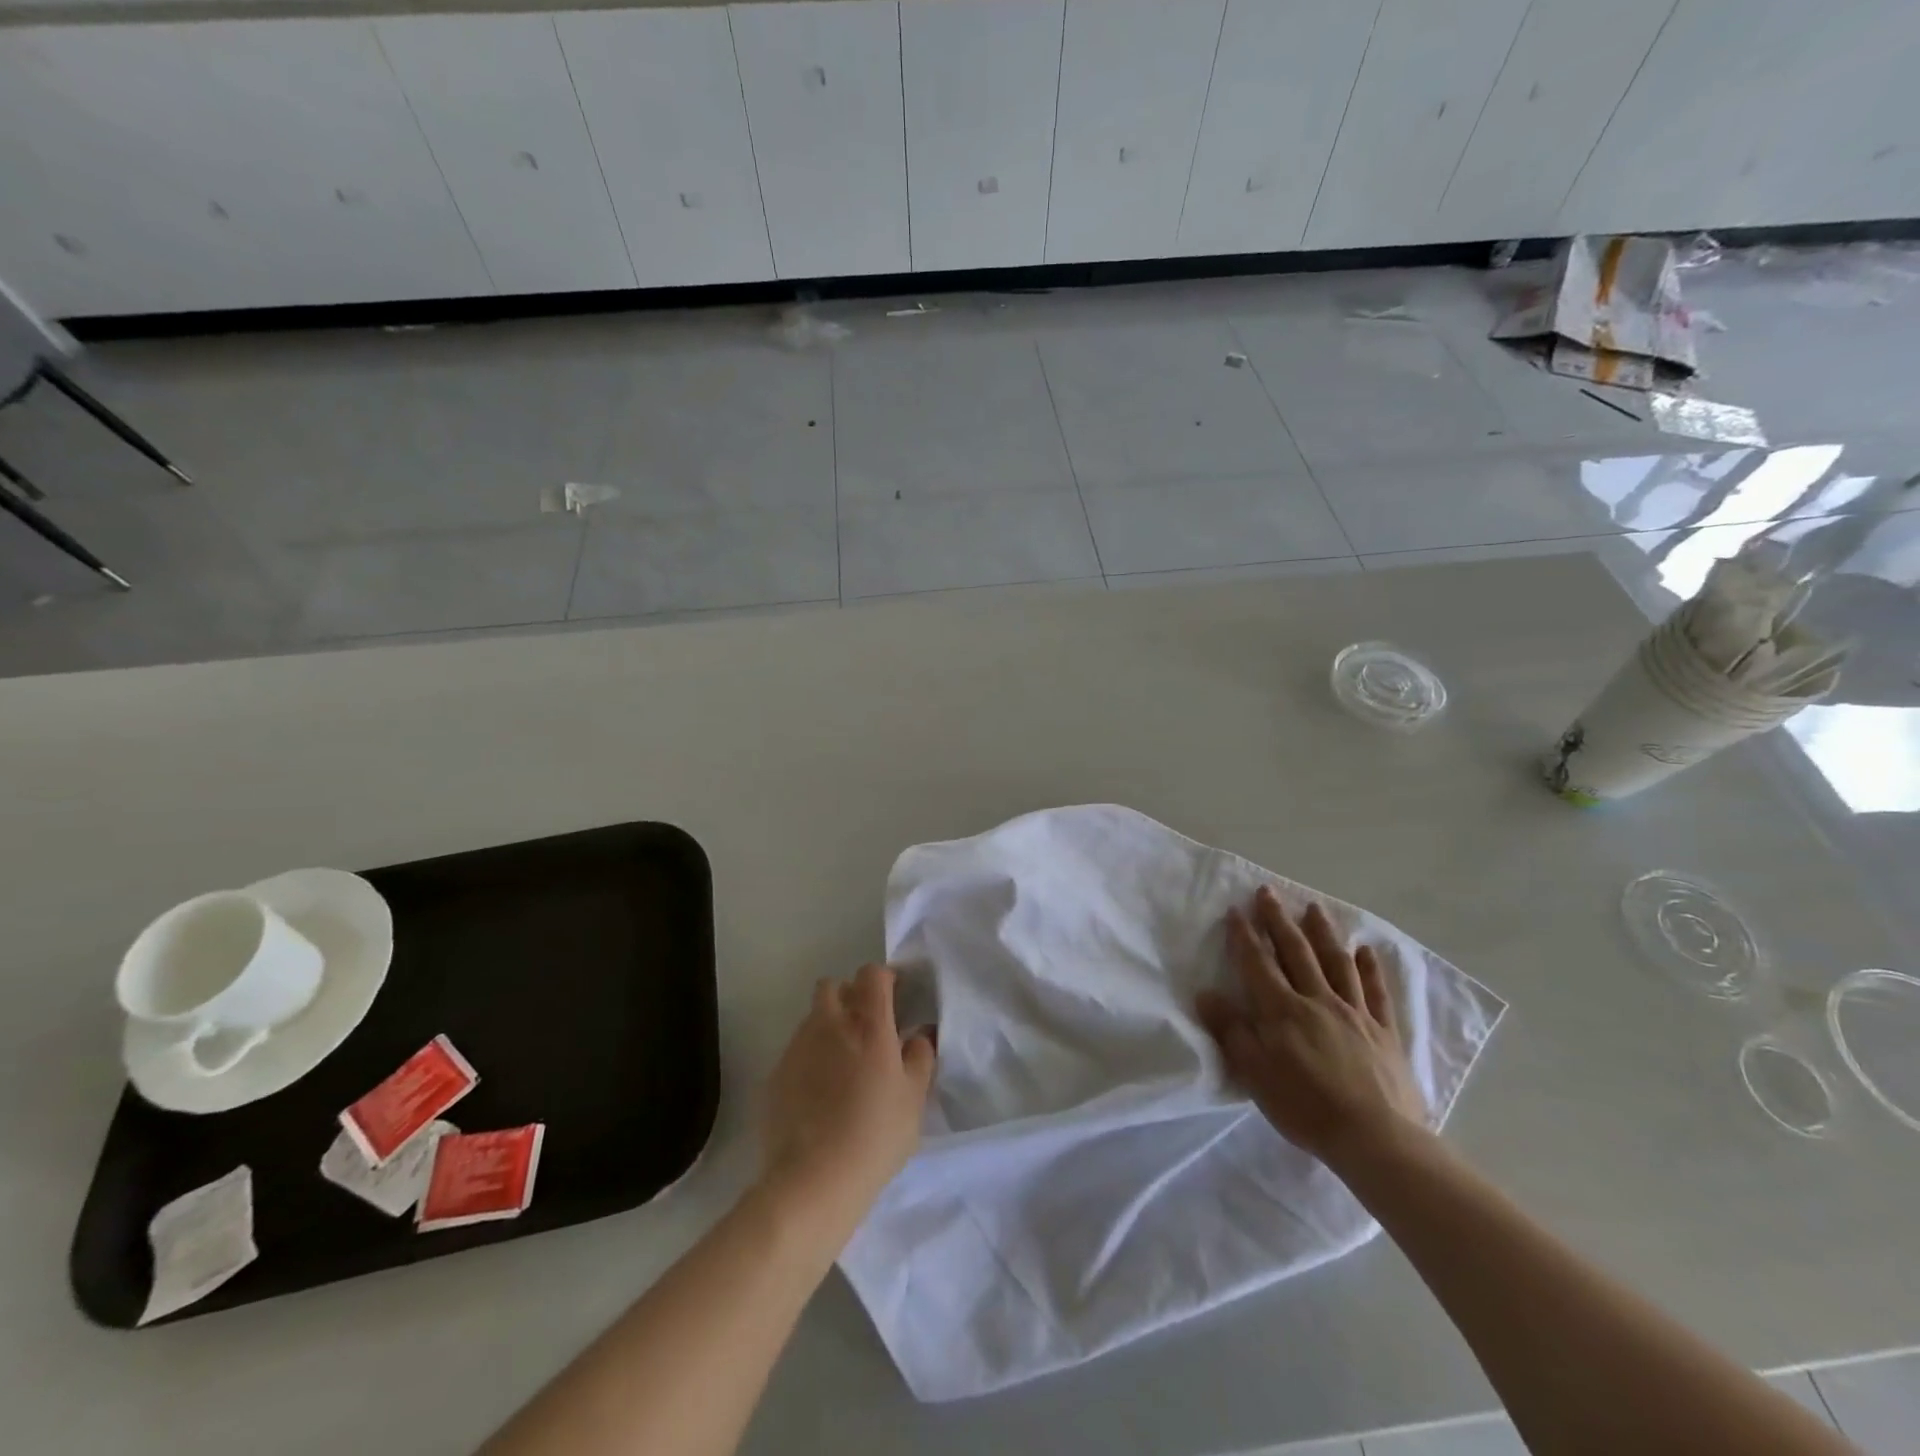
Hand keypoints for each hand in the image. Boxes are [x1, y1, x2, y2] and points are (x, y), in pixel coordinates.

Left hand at [759, 964, 935, 1239]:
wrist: (813, 1180)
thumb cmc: (876, 1135)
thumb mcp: (914, 1099)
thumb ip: (920, 1057)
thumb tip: (919, 1034)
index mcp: (868, 1023)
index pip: (872, 974)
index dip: (884, 980)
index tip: (894, 999)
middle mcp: (830, 1023)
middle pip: (834, 986)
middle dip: (849, 996)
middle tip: (866, 1028)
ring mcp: (798, 1047)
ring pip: (812, 1017)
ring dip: (828, 1026)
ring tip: (842, 1064)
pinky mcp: (776, 1073)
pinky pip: (796, 1050)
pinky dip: (809, 1058)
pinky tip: (818, 1093)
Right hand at [1197, 886, 1427, 1168]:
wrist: (1376, 1138)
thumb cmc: (1305, 1106)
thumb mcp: (1254, 1073)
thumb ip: (1231, 1031)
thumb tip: (1205, 994)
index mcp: (1283, 1010)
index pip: (1258, 963)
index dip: (1245, 935)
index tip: (1235, 909)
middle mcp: (1318, 1000)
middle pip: (1296, 952)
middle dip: (1279, 920)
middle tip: (1268, 892)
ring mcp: (1355, 1013)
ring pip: (1336, 962)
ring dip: (1323, 932)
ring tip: (1314, 908)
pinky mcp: (1384, 1031)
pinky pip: (1375, 992)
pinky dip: (1369, 968)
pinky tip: (1366, 950)